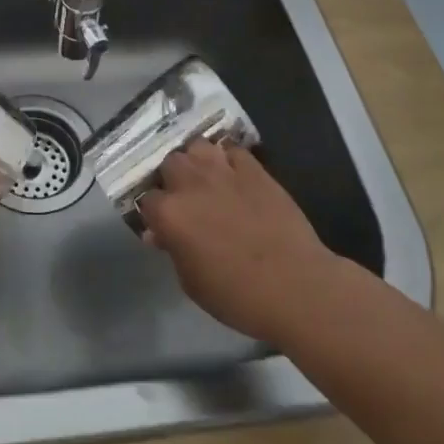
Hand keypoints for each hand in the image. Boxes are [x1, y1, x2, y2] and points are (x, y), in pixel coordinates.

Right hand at [136, 139, 344, 344]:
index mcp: (170, 214)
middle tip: (184, 198)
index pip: (147, 200)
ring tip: (205, 178)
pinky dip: (229, 159)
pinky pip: (233, 150)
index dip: (154, 213)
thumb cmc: (238, 296)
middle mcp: (191, 184)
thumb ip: (173, 251)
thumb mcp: (192, 283)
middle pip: (169, 163)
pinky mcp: (254, 169)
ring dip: (197, 160)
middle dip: (172, 178)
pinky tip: (234, 174)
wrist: (296, 286)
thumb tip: (161, 233)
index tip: (162, 225)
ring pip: (198, 146)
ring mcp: (224, 171)